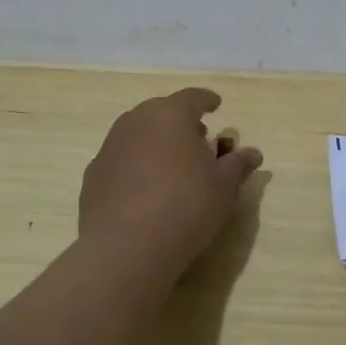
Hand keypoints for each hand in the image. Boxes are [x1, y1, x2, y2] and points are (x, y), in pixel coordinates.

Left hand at [80, 88, 263, 267]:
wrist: (126, 246)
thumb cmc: (186, 205)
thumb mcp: (223, 186)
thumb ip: (237, 164)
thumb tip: (253, 153)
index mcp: (170, 114)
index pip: (192, 97)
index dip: (206, 101)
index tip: (216, 105)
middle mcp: (136, 121)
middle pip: (162, 113)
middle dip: (181, 124)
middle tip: (198, 142)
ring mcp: (110, 147)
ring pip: (139, 135)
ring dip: (157, 144)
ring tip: (173, 167)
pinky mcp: (93, 175)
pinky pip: (122, 161)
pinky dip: (136, 167)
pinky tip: (146, 191)